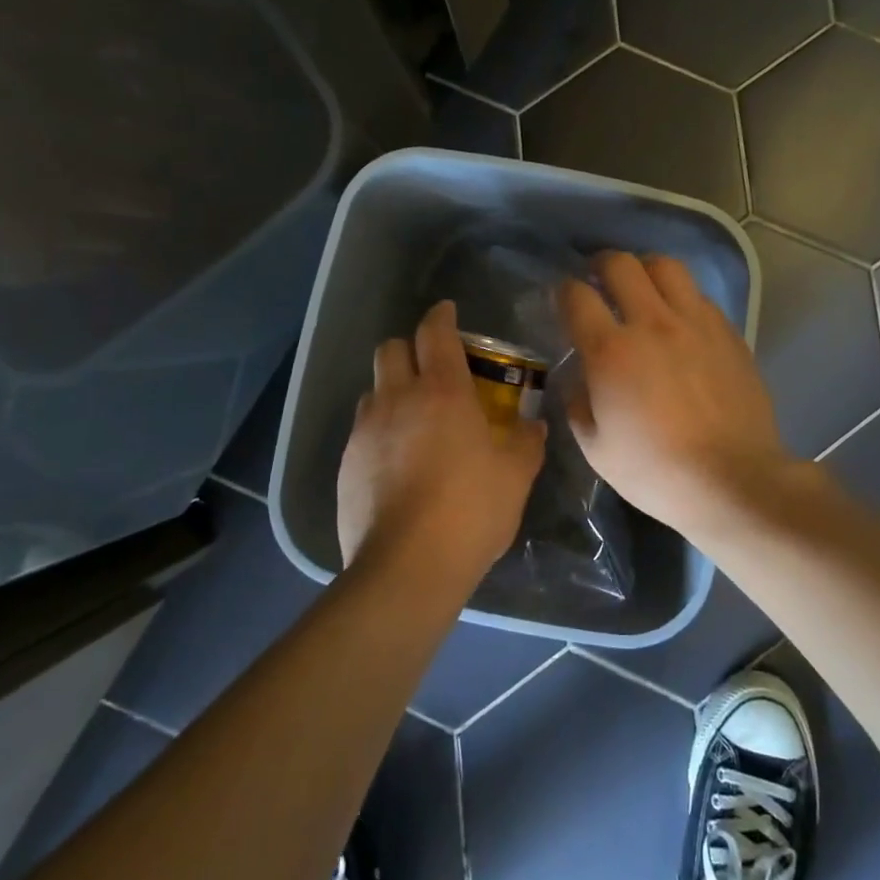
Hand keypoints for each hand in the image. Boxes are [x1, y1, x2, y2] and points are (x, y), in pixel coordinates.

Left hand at [336, 299, 545, 583]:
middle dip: (409, 348)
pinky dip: (379, 429)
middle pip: (391, 348)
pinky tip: (396, 460)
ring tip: (413, 417)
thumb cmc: (470, 511)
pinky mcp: (346, 462)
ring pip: (373, 388)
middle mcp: (398, 398)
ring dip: (392, 390)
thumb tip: (533, 426)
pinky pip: (362, 429)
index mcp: (442, 391)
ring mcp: (366, 430)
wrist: (407, 567)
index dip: (441, 316)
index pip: (434, 332)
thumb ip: (526, 443)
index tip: (448, 312)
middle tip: (432, 369)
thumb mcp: (515, 476)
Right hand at [558, 251, 792, 539]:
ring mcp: (694, 322)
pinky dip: (679, 296)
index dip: (563, 291)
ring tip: (640, 287)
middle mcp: (651, 323)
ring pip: (665, 266)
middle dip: (600, 264)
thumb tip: (580, 377)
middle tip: (597, 280)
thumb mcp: (596, 448)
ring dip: (644, 270)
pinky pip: (697, 294)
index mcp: (611, 351)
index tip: (563, 299)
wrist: (733, 480)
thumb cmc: (656, 471)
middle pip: (620, 264)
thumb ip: (577, 403)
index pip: (576, 296)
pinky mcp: (727, 331)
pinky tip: (677, 318)